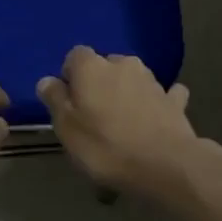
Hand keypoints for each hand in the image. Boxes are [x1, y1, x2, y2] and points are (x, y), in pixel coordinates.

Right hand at [36, 47, 198, 195]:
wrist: (165, 165)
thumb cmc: (106, 146)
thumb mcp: (67, 128)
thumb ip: (55, 99)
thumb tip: (46, 80)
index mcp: (92, 67)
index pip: (75, 55)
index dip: (70, 76)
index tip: (68, 101)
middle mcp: (123, 64)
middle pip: (105, 66)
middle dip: (99, 83)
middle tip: (94, 115)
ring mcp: (153, 81)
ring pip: (133, 79)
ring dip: (126, 93)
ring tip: (122, 124)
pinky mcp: (174, 100)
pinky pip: (162, 95)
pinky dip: (156, 103)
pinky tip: (154, 120)